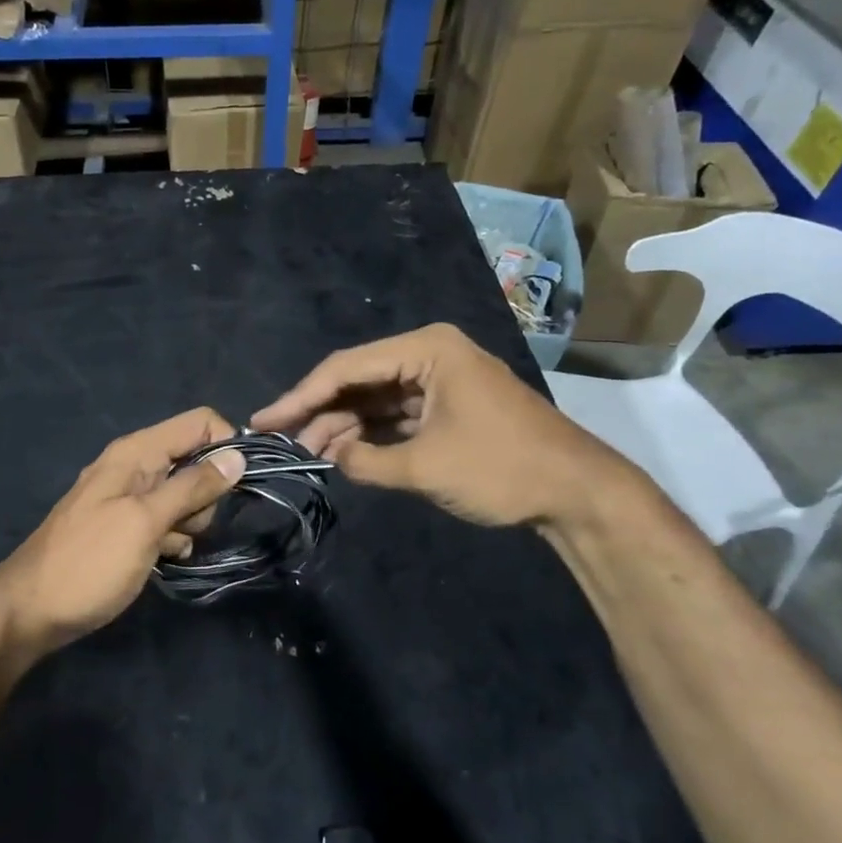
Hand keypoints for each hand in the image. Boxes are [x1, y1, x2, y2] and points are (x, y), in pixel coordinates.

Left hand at [0, 408, 245, 656]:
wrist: (31, 611)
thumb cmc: (90, 562)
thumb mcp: (145, 522)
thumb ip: (191, 487)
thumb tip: (237, 454)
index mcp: (136, 452)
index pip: (199, 422)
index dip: (224, 447)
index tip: (236, 486)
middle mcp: (134, 466)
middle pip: (196, 460)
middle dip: (205, 494)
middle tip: (183, 525)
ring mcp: (129, 497)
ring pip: (185, 495)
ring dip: (188, 522)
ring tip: (164, 546)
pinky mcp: (127, 526)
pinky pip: (167, 520)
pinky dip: (171, 538)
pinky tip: (159, 558)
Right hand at [251, 323, 631, 528]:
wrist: (577, 493)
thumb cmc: (501, 468)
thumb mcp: (425, 466)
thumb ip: (365, 461)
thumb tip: (328, 456)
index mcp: (427, 349)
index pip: (346, 368)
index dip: (300, 396)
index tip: (264, 421)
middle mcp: (430, 354)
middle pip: (358, 379)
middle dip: (320, 412)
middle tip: (282, 441)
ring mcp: (440, 380)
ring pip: (375, 398)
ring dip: (343, 426)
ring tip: (308, 454)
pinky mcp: (448, 405)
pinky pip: (396, 413)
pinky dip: (370, 433)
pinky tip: (343, 452)